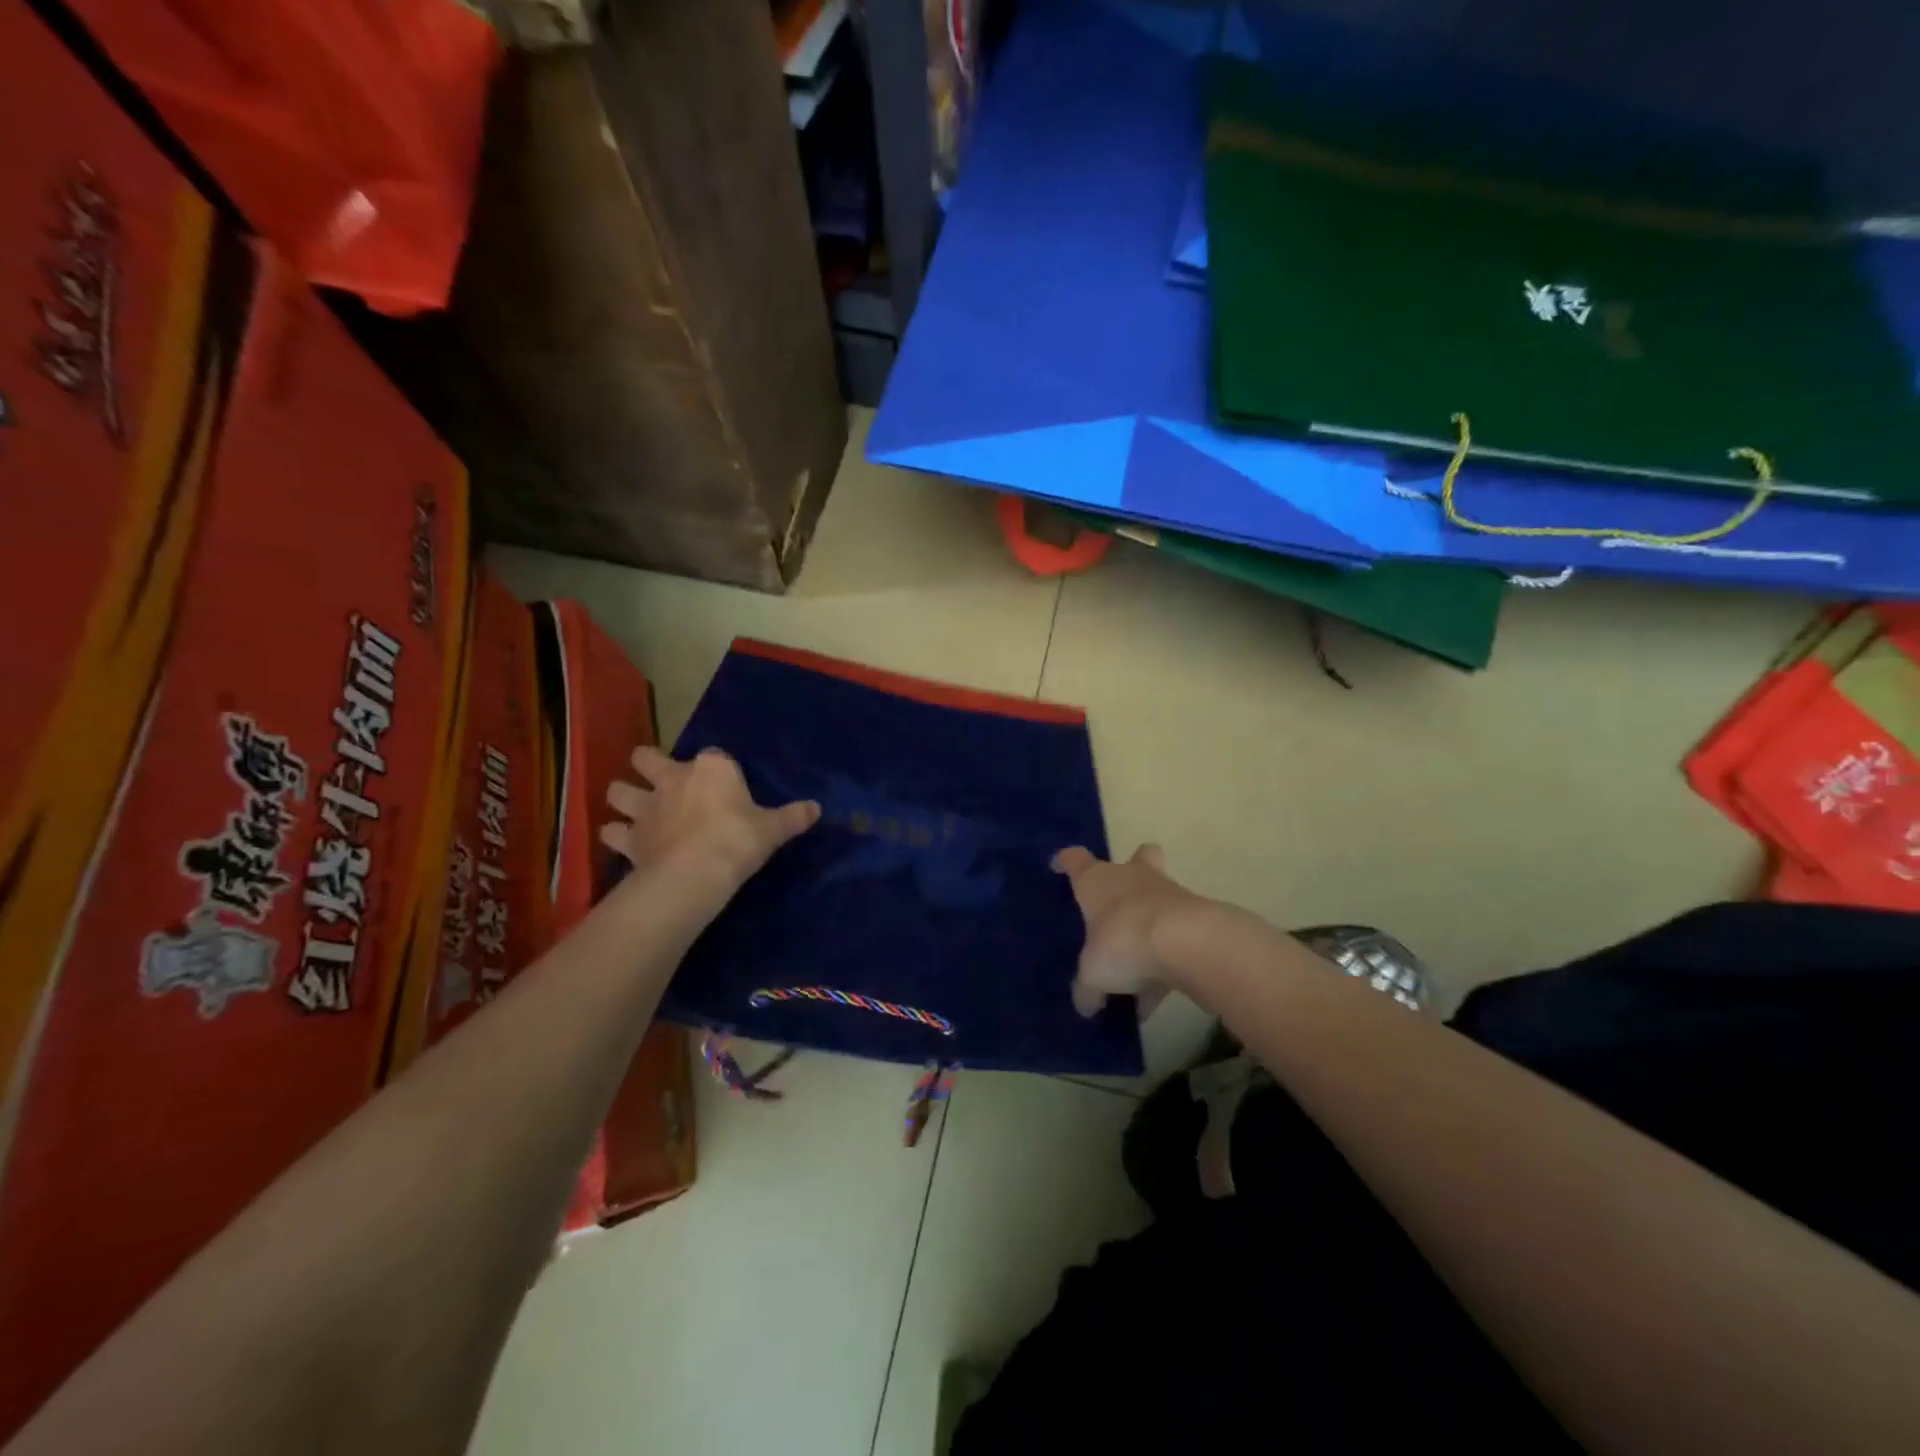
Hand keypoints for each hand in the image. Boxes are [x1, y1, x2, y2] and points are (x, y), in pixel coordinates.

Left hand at [601, 746, 819, 897]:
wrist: (696, 873)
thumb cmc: (738, 840)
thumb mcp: (773, 829)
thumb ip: (793, 817)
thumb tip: (817, 808)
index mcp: (711, 769)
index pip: (713, 755)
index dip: (717, 767)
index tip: (725, 781)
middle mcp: (673, 779)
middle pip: (647, 757)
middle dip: (648, 764)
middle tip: (660, 778)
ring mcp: (646, 807)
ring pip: (618, 790)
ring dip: (623, 796)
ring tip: (632, 809)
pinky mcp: (629, 838)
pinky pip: (612, 833)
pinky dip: (615, 836)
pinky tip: (622, 842)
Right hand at [1052, 844, 1212, 1017]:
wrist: (1187, 943)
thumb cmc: (1123, 942)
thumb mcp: (1093, 974)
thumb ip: (1087, 988)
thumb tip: (1086, 1004)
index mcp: (1096, 881)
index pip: (1075, 860)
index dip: (1066, 862)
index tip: (1059, 866)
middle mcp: (1131, 877)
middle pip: (1137, 858)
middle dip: (1133, 870)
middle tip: (1121, 901)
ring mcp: (1168, 893)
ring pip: (1159, 899)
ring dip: (1150, 927)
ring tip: (1137, 973)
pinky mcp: (1196, 916)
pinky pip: (1176, 937)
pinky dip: (1166, 961)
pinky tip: (1156, 996)